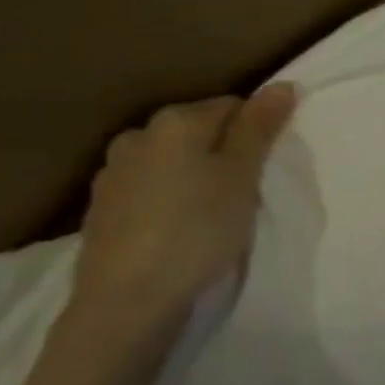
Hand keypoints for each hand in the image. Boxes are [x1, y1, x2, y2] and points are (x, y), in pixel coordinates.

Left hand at [72, 83, 297, 327]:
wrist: (128, 300)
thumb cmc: (197, 231)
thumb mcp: (241, 177)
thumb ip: (259, 128)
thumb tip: (282, 84)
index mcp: (175, 121)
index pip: (232, 106)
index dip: (256, 134)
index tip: (265, 169)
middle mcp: (138, 136)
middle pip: (197, 132)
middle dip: (223, 154)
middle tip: (244, 193)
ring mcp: (113, 173)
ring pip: (171, 162)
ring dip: (193, 177)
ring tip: (211, 214)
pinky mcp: (101, 209)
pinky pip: (149, 189)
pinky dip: (168, 200)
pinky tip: (178, 230)